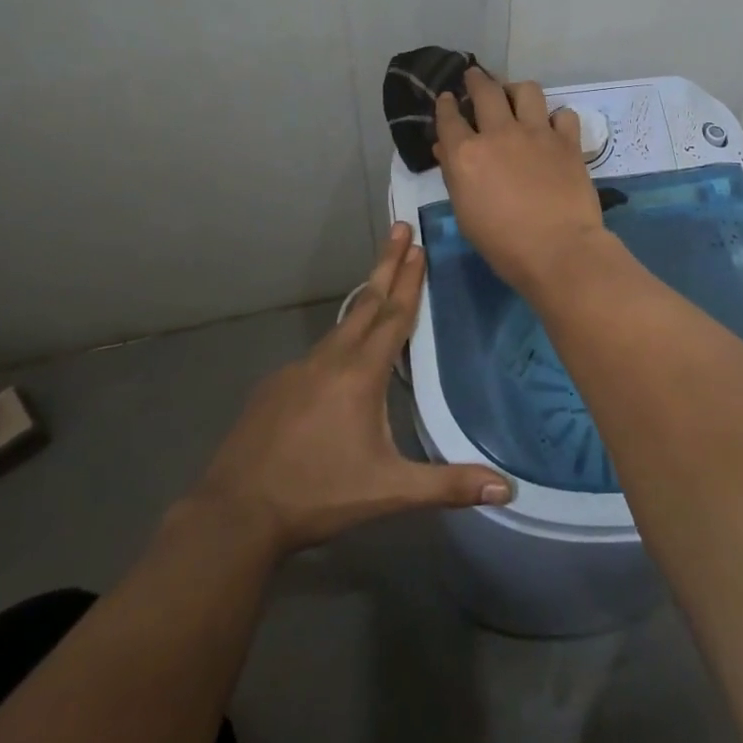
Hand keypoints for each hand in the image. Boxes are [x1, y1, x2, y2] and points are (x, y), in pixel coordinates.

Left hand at [193, 224, 511, 558]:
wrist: (235, 514)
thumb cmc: (320, 495)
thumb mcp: (390, 492)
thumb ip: (448, 485)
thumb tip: (507, 489)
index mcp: (361, 374)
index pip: (394, 316)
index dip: (410, 280)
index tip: (419, 245)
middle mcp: (330, 360)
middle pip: (367, 302)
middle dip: (388, 264)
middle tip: (401, 229)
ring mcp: (297, 369)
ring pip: (340, 326)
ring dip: (365, 299)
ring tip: (380, 283)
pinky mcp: (275, 386)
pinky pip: (317, 353)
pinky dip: (338, 340)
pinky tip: (340, 359)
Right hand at [434, 68, 608, 295]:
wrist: (559, 250)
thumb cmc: (503, 244)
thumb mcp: (466, 214)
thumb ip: (454, 176)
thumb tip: (445, 150)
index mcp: (467, 154)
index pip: (449, 118)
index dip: (445, 104)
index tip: (447, 98)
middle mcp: (499, 134)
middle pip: (485, 91)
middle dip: (477, 79)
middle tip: (475, 76)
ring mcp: (537, 133)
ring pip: (526, 90)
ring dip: (516, 90)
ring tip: (515, 96)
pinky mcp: (567, 141)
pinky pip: (563, 114)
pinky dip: (556, 118)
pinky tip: (553, 127)